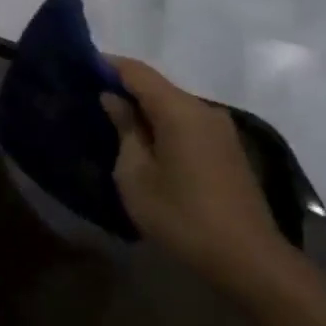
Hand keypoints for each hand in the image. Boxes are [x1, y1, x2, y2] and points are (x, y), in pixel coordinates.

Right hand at [101, 57, 295, 296]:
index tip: (77, 66)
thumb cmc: (181, 216)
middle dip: (123, 87)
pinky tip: (142, 142)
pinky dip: (161, 124)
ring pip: (172, 106)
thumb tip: (114, 99)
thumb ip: (125, 130)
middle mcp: (204, 110)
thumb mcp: (136, 175)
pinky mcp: (227, 150)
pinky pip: (186, 124)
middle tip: (87, 97)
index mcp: (180, 111)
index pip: (137, 72)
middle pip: (157, 86)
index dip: (107, 65)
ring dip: (142, 109)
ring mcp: (220, 130)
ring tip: (109, 120)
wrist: (248, 260)